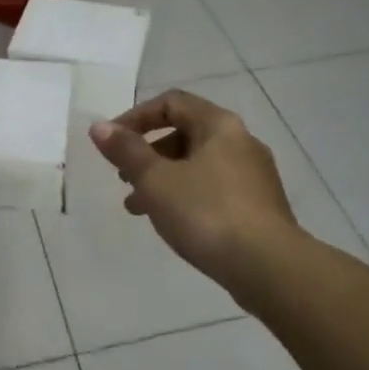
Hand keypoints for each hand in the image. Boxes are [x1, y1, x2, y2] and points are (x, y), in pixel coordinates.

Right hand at [90, 90, 297, 289]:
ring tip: (138, 207)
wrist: (268, 267)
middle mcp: (242, 142)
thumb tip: (100, 126)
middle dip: (148, 153)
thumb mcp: (156, 180)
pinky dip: (186, 196)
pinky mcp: (259, 206)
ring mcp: (254, 175)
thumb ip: (126, 151)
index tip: (111, 142)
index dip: (136, 117)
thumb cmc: (206, 213)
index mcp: (220, 125)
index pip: (172, 102)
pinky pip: (214, 189)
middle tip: (123, 178)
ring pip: (198, 165)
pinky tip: (172, 223)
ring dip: (163, 179)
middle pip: (186, 133)